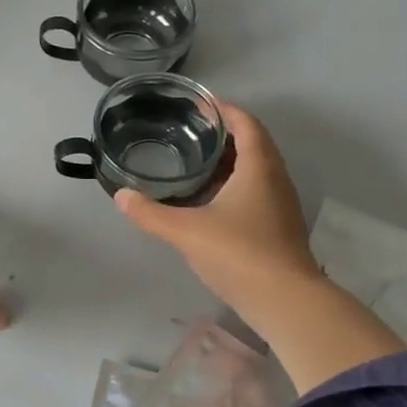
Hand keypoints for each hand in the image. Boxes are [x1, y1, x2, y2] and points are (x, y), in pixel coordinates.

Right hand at [115, 105, 402, 391]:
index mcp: (259, 167)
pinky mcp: (279, 227)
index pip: (246, 123)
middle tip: (190, 131)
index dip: (225, 109)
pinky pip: (256, 191)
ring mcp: (280, 204)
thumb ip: (150, 213)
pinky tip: (209, 200)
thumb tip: (120, 196)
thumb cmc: (239, 254)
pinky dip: (234, 185)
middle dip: (224, 134)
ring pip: (256, 169)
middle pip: (254, 143)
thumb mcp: (186, 231)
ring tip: (195, 161)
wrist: (285, 301)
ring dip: (230, 161)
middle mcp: (275, 178)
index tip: (200, 104)